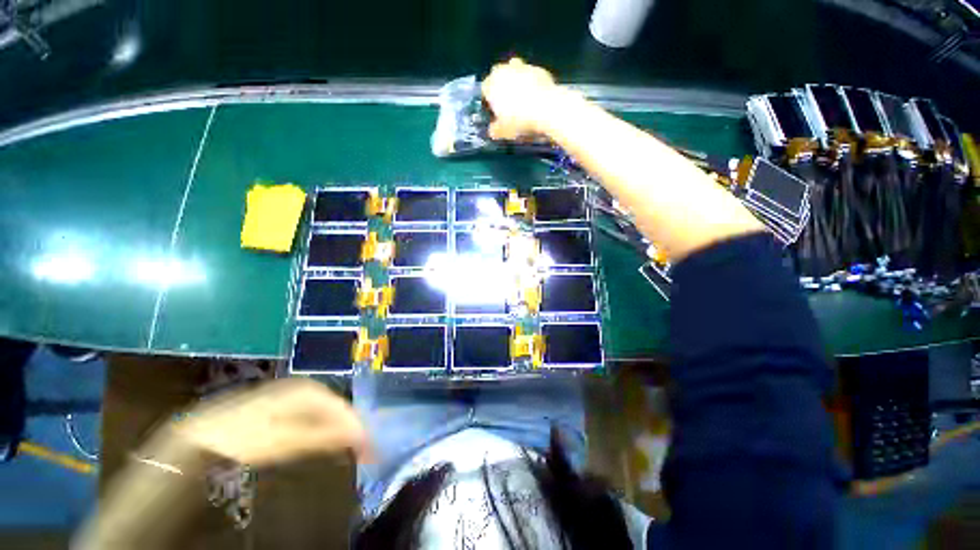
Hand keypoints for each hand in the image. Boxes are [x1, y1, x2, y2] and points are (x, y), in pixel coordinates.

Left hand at [172, 378, 370, 466]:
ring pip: (329, 413)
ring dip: (341, 431)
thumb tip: (358, 436)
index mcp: (310, 391)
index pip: (345, 409)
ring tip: (351, 449)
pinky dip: (326, 430)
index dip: (359, 428)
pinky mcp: (287, 406)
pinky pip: (316, 416)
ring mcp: (297, 396)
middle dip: (352, 429)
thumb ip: (323, 437)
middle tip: (364, 451)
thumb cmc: (245, 437)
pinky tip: (327, 442)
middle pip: (339, 409)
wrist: (203, 435)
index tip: (370, 448)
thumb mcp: (285, 440)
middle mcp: (309, 389)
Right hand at [482, 58, 559, 140]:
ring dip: (516, 81)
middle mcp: (505, 71)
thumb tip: (492, 130)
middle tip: (507, 103)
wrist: (547, 109)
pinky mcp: (540, 69)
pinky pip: (532, 75)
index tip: (494, 111)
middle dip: (501, 86)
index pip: (485, 89)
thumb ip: (495, 130)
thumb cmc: (520, 121)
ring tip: (522, 99)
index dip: (489, 100)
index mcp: (492, 85)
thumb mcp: (504, 132)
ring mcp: (523, 67)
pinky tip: (536, 97)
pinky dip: (532, 83)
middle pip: (499, 75)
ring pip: (515, 70)